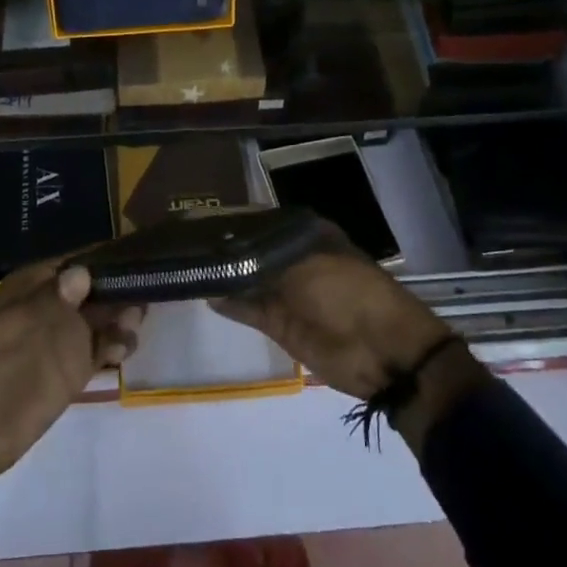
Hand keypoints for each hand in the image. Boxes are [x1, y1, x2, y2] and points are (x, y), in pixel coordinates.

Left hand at [0, 259, 142, 544]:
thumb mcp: (18, 329)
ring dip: (122, 318)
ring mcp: (61, 342)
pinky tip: (124, 350)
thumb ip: (53, 301)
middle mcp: (53, 308)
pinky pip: (99, 351)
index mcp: (35, 286)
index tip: (142, 255)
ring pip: (102, 320)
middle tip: (148, 292)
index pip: (79, 261)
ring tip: (134, 325)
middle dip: (122, 289)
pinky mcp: (69, 374)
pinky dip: (115, 347)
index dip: (108, 257)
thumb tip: (83, 272)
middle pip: (97, 289)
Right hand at [212, 226, 486, 450]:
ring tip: (186, 262)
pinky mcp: (280, 323)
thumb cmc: (349, 292)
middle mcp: (294, 258)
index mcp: (307, 234)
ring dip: (223, 273)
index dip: (234, 219)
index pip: (262, 220)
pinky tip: (203, 290)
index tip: (199, 215)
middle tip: (183, 239)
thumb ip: (260, 258)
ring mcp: (287, 292)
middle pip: (251, 249)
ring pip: (246, 278)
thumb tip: (223, 252)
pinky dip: (229, 301)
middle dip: (224, 246)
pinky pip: (249, 308)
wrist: (383, 351)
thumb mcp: (305, 264)